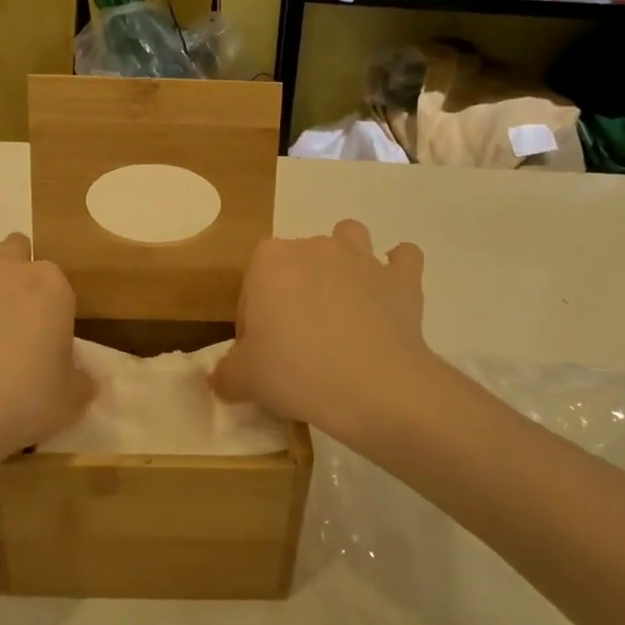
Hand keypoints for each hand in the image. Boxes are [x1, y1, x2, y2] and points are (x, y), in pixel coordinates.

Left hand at [0, 191, 92, 486]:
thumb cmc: (18, 408)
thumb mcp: (69, 400)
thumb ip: (82, 380)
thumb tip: (85, 376)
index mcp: (50, 289)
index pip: (56, 281)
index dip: (53, 301)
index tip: (48, 328)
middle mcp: (5, 269)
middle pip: (17, 249)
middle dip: (20, 260)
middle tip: (16, 291)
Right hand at [212, 220, 437, 444]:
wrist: (372, 386)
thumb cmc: (294, 372)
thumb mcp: (245, 379)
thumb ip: (226, 374)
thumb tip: (220, 379)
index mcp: (269, 260)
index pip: (252, 286)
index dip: (254, 320)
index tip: (263, 353)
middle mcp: (314, 247)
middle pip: (296, 263)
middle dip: (294, 292)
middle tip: (298, 343)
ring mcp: (362, 258)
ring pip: (349, 238)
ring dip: (345, 260)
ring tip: (342, 302)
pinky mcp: (402, 279)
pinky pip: (403, 259)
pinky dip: (397, 271)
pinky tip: (390, 296)